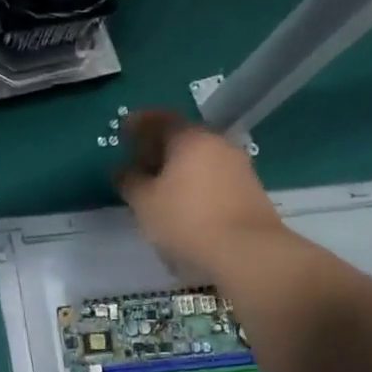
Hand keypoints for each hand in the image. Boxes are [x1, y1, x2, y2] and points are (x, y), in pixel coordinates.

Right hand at [115, 110, 289, 284]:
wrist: (247, 252)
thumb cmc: (187, 220)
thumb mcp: (144, 203)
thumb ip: (130, 181)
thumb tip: (122, 169)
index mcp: (190, 139)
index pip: (160, 119)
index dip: (139, 123)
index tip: (124, 130)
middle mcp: (217, 144)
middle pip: (183, 137)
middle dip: (159, 146)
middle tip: (139, 160)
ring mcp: (238, 166)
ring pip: (200, 157)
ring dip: (178, 166)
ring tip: (158, 185)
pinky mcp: (249, 190)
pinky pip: (213, 175)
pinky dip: (195, 181)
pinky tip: (184, 201)